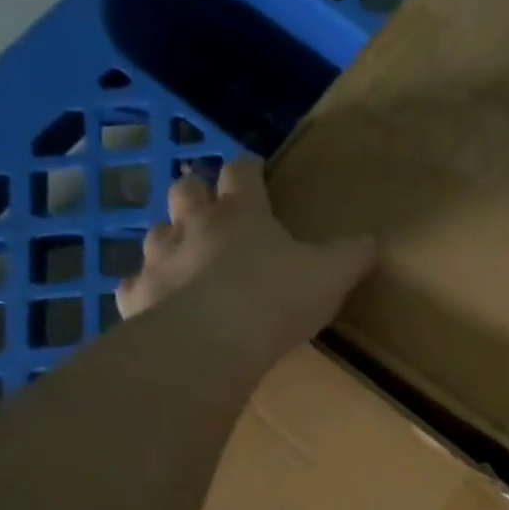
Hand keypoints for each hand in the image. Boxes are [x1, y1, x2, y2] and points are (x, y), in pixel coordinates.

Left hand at [116, 157, 374, 366]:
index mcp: (242, 214)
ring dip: (170, 238)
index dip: (248, 168)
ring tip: (185, 255)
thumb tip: (372, 242)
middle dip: (197, 191)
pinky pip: (136, 283)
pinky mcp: (137, 295)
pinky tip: (158, 301)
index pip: (242, 172)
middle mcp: (194, 225)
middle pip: (186, 190)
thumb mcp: (331, 276)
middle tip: (211, 206)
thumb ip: (352, 256)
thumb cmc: (276, 298)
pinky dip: (148, 288)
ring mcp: (160, 258)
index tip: (255, 170)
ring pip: (156, 233)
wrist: (211, 341)